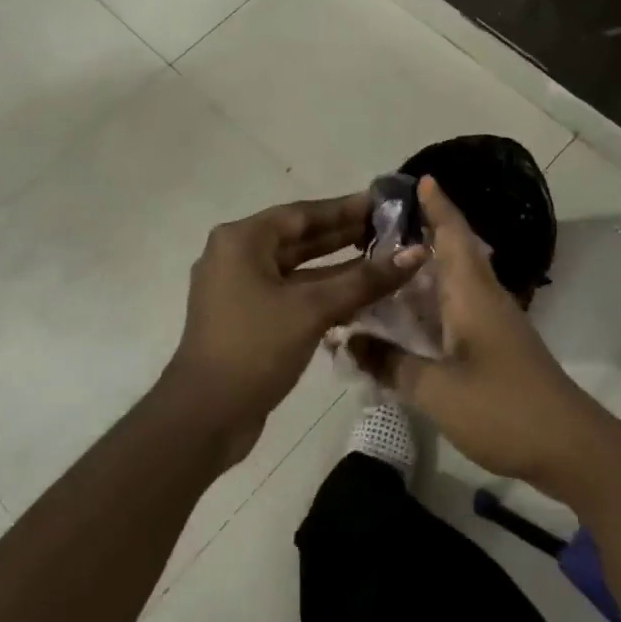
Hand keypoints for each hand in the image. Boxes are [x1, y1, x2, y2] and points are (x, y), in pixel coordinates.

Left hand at [164, 192, 424, 463]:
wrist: (204, 416)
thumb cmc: (254, 347)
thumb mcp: (312, 309)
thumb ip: (364, 280)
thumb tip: (416, 254)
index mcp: (242, 240)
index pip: (303, 213)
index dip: (346, 208)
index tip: (384, 204)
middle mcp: (237, 256)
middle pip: (300, 238)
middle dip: (345, 235)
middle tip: (390, 230)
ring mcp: (240, 288)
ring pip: (297, 268)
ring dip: (337, 267)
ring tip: (383, 260)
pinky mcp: (247, 318)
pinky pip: (290, 293)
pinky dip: (321, 293)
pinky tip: (359, 297)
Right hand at [365, 177, 620, 500]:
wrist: (570, 447)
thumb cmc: (503, 408)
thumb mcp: (437, 390)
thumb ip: (390, 364)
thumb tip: (348, 340)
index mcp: (471, 293)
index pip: (453, 234)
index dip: (437, 205)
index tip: (418, 178)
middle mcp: (483, 297)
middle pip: (453, 251)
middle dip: (422, 231)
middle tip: (378, 224)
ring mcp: (493, 322)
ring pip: (453, 280)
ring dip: (423, 268)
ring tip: (382, 262)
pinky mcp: (496, 345)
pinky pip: (456, 307)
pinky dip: (430, 301)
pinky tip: (407, 314)